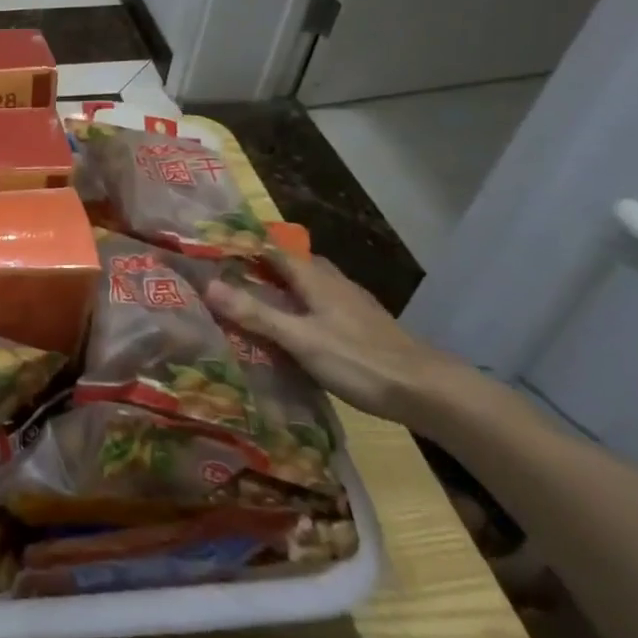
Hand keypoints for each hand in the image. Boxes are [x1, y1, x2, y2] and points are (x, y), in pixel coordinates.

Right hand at [203, 253, 473, 423]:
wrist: (431, 393)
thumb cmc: (360, 360)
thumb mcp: (300, 339)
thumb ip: (255, 314)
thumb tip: (206, 285)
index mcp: (315, 278)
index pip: (272, 248)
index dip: (242, 244)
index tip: (211, 246)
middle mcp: (333, 283)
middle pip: (292, 264)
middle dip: (260, 265)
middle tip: (227, 275)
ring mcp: (351, 305)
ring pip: (308, 285)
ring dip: (281, 287)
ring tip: (252, 301)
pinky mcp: (362, 327)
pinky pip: (319, 306)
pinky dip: (299, 308)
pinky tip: (292, 329)